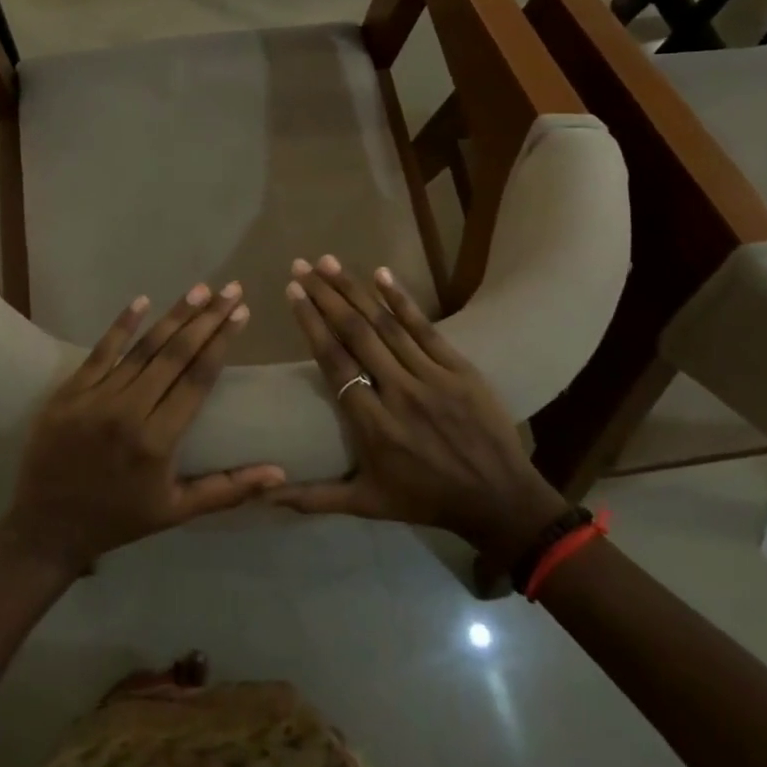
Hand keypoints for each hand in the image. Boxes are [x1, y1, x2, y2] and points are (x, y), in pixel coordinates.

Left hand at [0, 282, 284, 574]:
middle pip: (176, 355)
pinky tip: (142, 300)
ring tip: (200, 289)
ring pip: (143, 349)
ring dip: (174, 316)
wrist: (47, 528)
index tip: (241, 312)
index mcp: (158, 442)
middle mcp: (129, 413)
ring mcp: (96, 398)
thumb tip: (280, 474)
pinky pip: (100, 352)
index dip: (222, 342)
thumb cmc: (119, 519)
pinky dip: (122, 325)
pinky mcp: (70, 392)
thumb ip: (229, 489)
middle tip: (231, 290)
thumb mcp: (177, 512)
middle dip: (207, 319)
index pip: (198, 379)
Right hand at [270, 256, 567, 562]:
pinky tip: (381, 274)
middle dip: (325, 295)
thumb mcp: (368, 504)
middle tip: (301, 265)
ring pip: (386, 325)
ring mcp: (433, 378)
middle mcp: (400, 394)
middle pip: (356, 334)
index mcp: (374, 425)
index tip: (292, 293)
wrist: (501, 501)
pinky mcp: (460, 370)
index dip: (311, 324)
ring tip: (329, 262)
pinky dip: (402, 300)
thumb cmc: (427, 499)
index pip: (334, 363)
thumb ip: (315, 498)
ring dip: (355, 290)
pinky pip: (426, 329)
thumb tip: (265, 494)